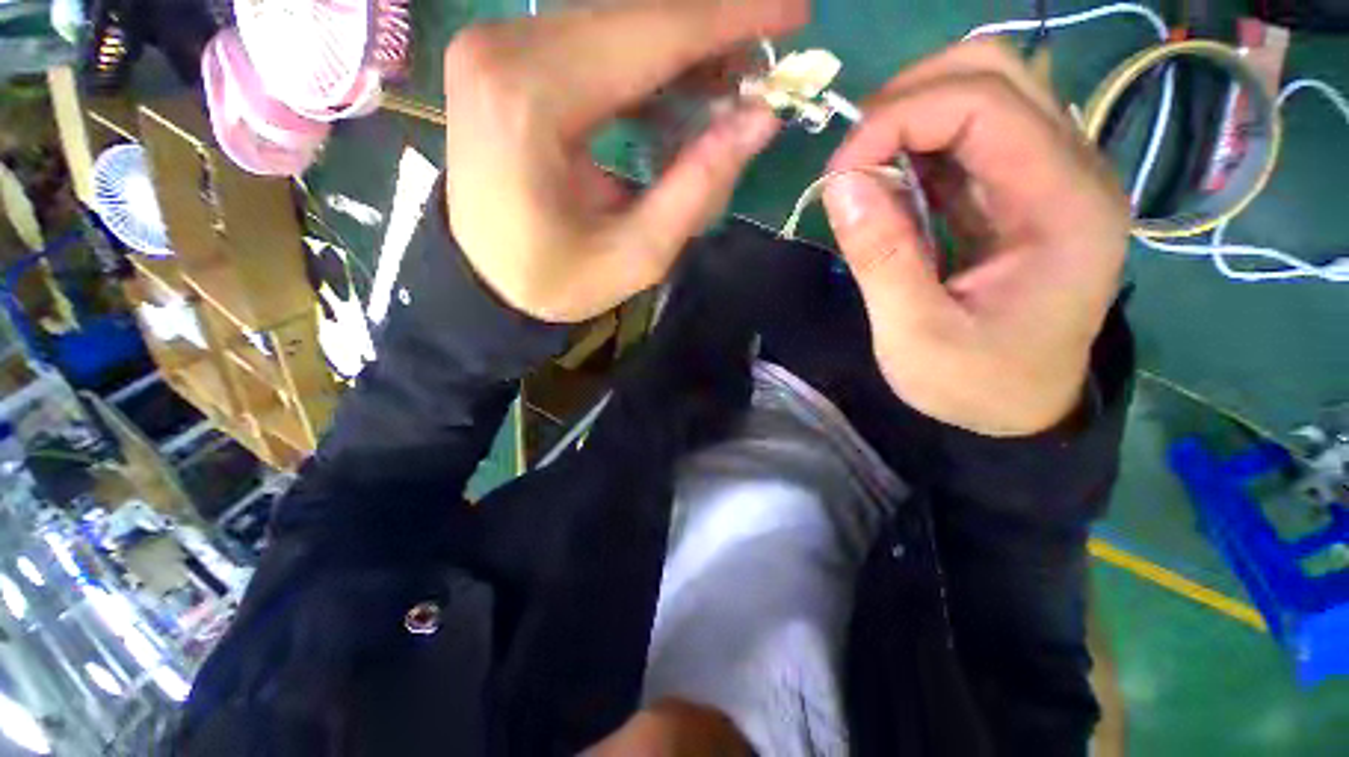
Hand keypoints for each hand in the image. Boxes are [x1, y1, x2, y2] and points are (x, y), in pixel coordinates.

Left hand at [442, 0, 807, 322]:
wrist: (485, 280)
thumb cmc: (556, 280)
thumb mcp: (637, 255)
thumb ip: (697, 187)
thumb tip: (760, 119)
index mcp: (530, 102)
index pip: (649, 35)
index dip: (729, 19)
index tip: (796, 12)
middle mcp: (504, 50)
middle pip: (632, 15)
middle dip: (710, 30)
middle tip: (765, 59)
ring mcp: (497, 45)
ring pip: (615, 20)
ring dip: (682, 45)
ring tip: (731, 80)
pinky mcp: (505, 57)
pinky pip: (592, 39)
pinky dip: (646, 57)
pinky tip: (680, 87)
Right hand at [822, 41, 1129, 436]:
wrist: (1022, 408)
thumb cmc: (977, 385)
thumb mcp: (916, 337)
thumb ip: (882, 256)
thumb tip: (839, 183)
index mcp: (1064, 206)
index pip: (986, 103)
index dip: (898, 118)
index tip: (838, 172)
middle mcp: (1072, 170)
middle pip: (995, 71)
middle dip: (907, 98)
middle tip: (853, 158)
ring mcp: (1050, 175)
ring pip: (985, 90)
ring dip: (912, 116)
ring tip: (867, 171)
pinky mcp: (1022, 190)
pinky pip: (971, 135)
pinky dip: (919, 146)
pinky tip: (891, 184)